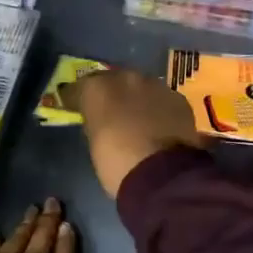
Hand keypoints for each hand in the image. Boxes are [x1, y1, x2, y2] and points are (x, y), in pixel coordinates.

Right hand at [62, 68, 206, 198]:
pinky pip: (161, 100)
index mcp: (97, 88)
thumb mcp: (94, 143)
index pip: (80, 87)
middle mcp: (126, 78)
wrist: (162, 175)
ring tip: (135, 117)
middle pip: (114, 80)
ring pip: (141, 87)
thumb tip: (99, 120)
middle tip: (109, 110)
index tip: (74, 106)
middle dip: (110, 93)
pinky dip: (157, 109)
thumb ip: (95, 123)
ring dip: (136, 99)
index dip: (77, 98)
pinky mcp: (178, 99)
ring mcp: (156, 86)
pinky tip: (157, 124)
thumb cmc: (116, 164)